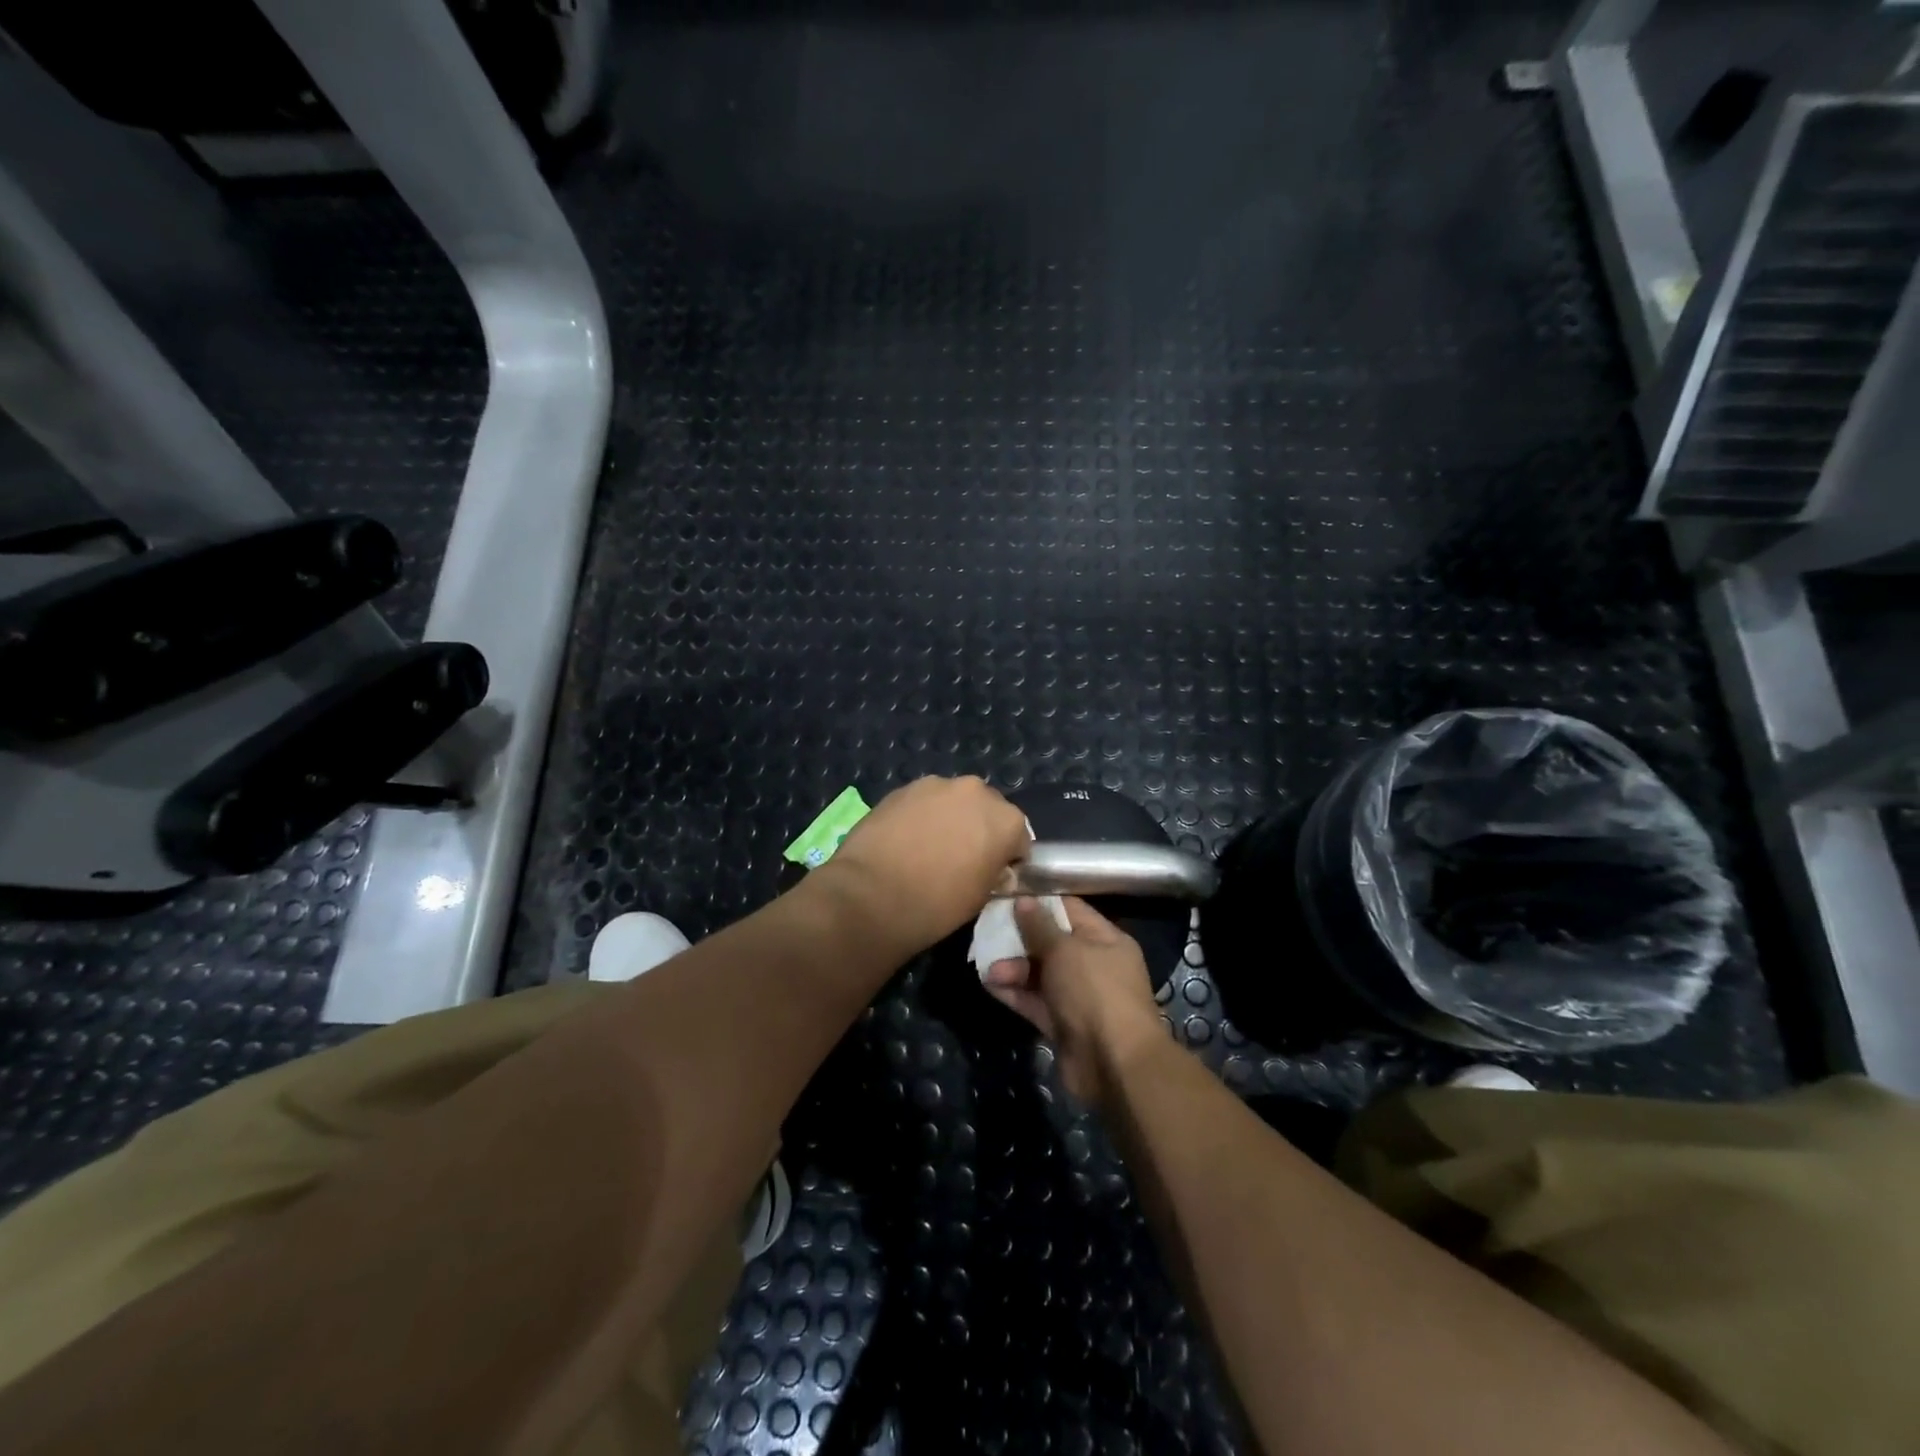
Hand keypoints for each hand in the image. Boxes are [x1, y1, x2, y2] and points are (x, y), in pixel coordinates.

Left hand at [818, 776, 1031, 955]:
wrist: (872, 895)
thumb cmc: (937, 905)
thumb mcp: (982, 897)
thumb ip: (994, 871)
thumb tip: (990, 865)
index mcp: (1006, 819)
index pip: (1019, 838)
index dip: (1007, 858)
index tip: (993, 875)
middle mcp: (976, 791)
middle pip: (987, 809)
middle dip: (979, 829)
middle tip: (961, 858)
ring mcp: (937, 785)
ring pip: (953, 801)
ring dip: (949, 818)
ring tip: (928, 847)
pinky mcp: (903, 788)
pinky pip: (924, 801)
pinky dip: (921, 816)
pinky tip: (905, 840)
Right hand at [983, 897, 1165, 1103]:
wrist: (1115, 1065)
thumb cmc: (1095, 992)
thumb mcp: (1065, 950)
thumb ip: (1040, 926)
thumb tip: (1022, 900)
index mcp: (1106, 940)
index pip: (1070, 910)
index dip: (1039, 902)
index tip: (1007, 896)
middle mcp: (1094, 965)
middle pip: (1052, 943)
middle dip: (1020, 939)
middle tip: (989, 933)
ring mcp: (1079, 997)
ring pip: (1040, 974)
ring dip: (1013, 968)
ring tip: (988, 968)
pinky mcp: (1063, 1024)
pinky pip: (1035, 1001)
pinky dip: (1015, 992)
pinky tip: (989, 984)